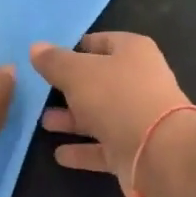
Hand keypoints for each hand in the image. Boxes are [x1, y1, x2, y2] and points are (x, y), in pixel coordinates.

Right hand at [31, 33, 195, 196]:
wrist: (159, 153)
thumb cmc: (118, 98)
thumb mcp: (78, 73)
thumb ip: (55, 61)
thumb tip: (36, 47)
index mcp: (133, 51)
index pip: (100, 42)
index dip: (74, 48)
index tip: (47, 60)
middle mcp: (139, 81)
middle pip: (99, 80)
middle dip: (70, 87)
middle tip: (40, 93)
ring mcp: (138, 117)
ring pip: (99, 114)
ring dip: (73, 119)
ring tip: (43, 122)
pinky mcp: (134, 149)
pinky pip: (103, 146)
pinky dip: (83, 150)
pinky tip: (59, 154)